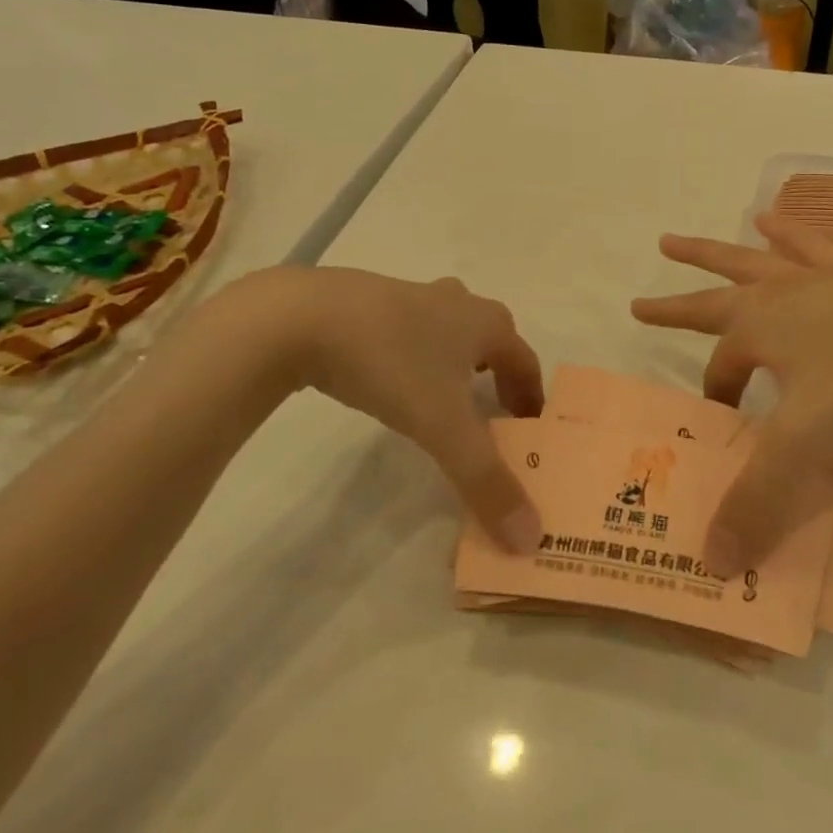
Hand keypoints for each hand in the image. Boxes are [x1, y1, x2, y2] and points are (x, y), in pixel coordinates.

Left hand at [227, 267, 545, 550]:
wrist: (300, 317)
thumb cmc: (391, 364)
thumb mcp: (443, 428)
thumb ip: (485, 481)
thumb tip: (529, 537)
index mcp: (484, 323)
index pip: (526, 360)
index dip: (532, 395)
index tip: (528, 427)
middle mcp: (454, 302)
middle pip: (491, 332)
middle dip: (497, 368)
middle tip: (490, 406)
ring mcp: (408, 295)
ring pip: (447, 324)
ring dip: (454, 355)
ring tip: (441, 391)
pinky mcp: (365, 299)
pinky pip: (405, 326)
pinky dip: (412, 350)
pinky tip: (386, 375)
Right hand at [632, 216, 832, 573]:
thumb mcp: (807, 437)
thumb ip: (759, 497)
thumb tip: (714, 560)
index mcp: (758, 330)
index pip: (720, 371)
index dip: (715, 399)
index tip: (720, 425)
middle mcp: (777, 296)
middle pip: (713, 297)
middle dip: (675, 303)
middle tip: (639, 301)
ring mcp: (817, 274)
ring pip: (753, 259)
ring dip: (717, 253)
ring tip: (681, 241)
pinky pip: (814, 245)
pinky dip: (792, 233)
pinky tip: (780, 218)